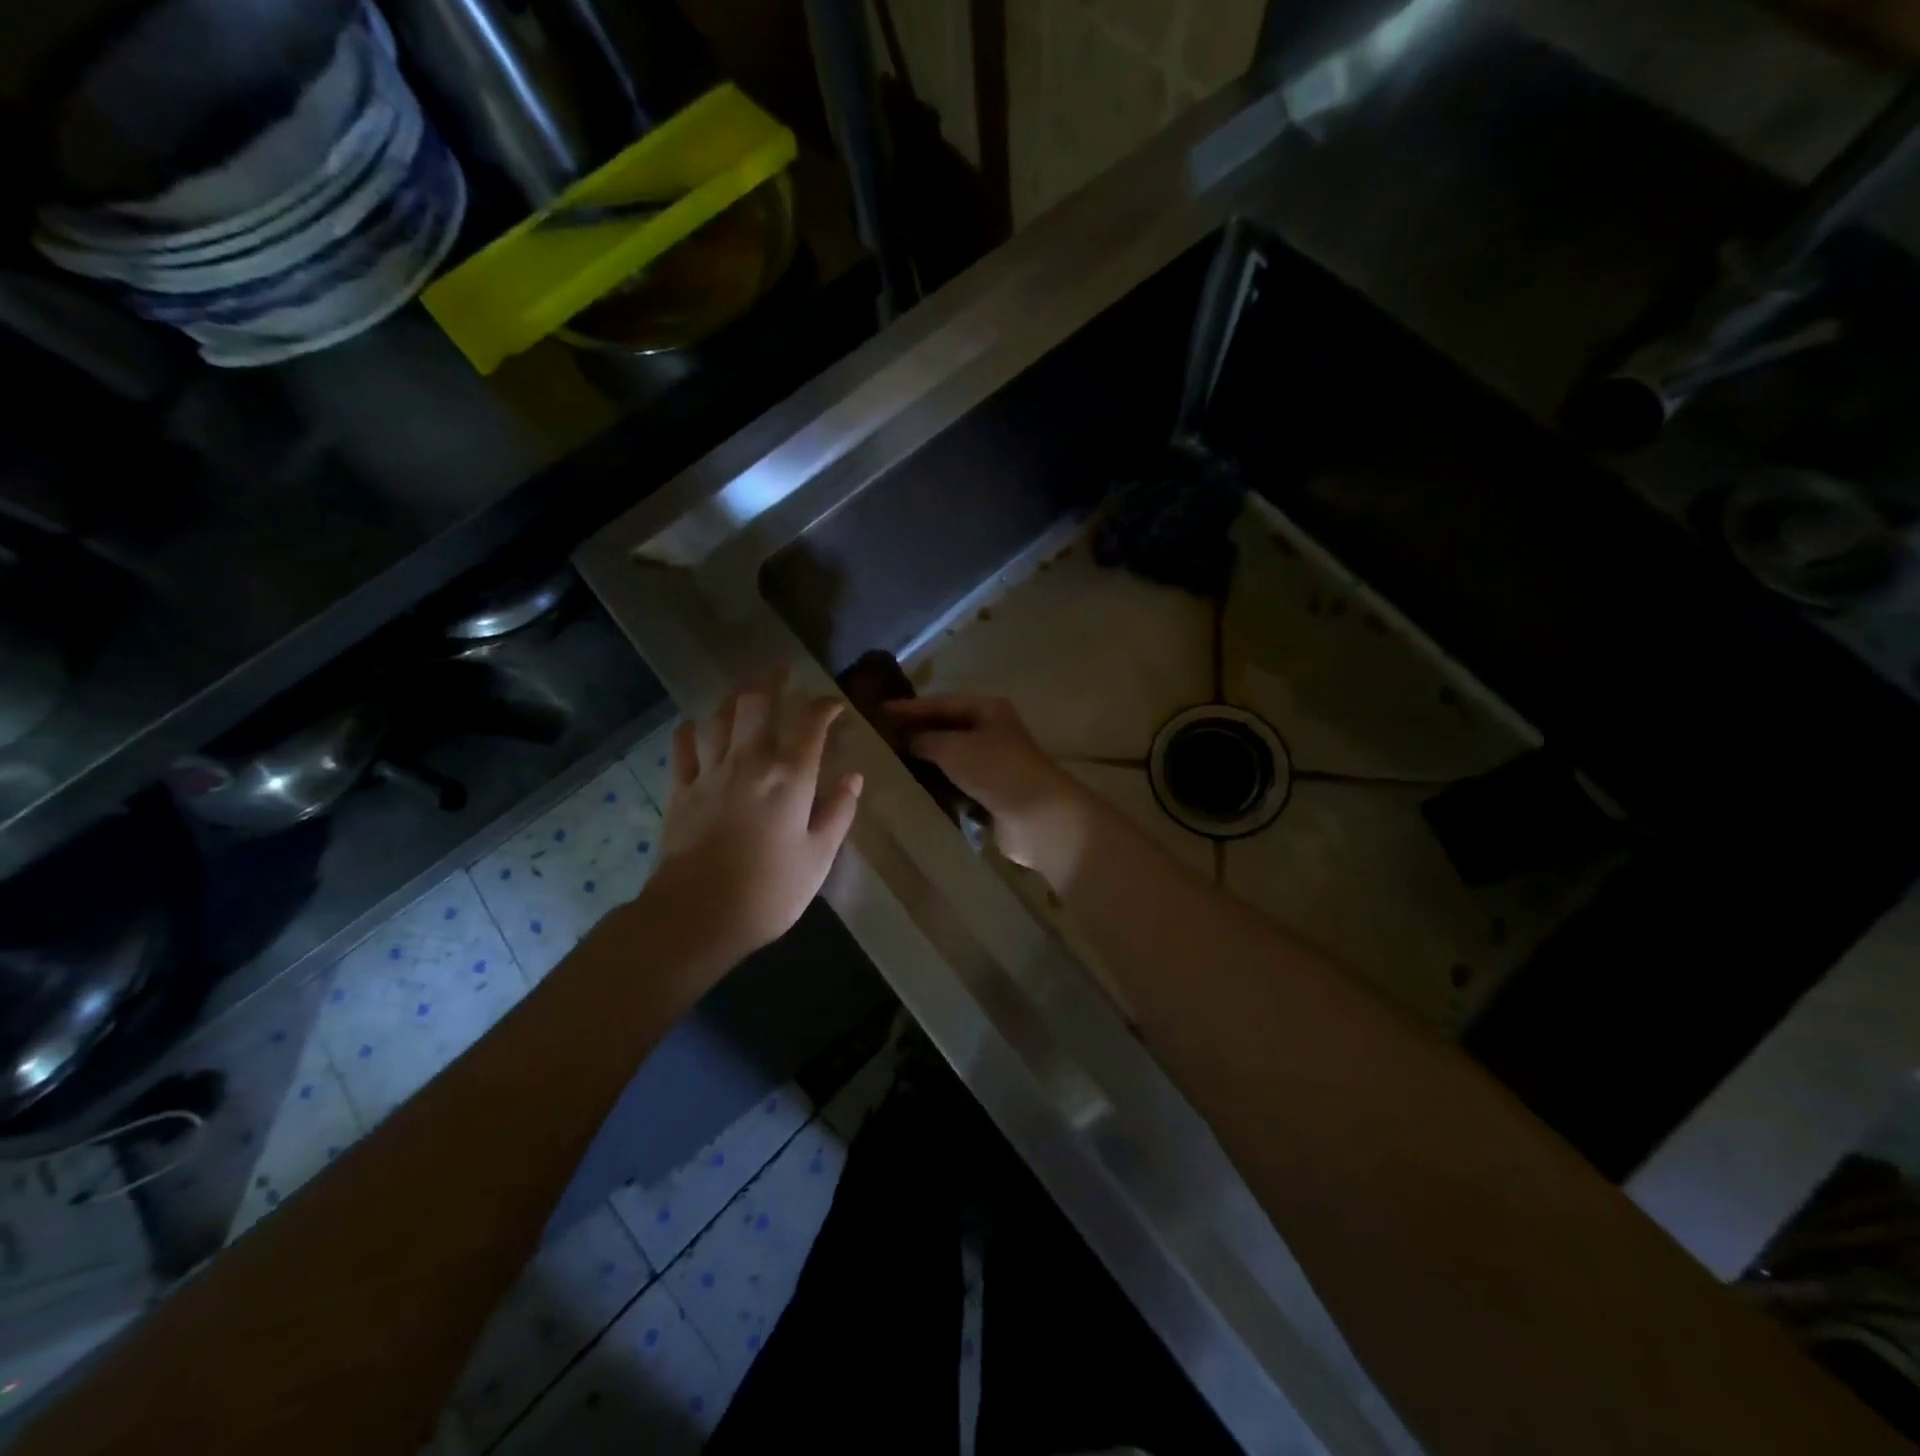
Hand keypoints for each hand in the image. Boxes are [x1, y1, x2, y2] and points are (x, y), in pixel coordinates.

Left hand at [649, 678, 862, 965]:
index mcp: (790, 777)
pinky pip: (683, 749)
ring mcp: (710, 773)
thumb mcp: (818, 857)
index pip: (810, 724)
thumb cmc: (769, 891)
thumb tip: (854, 779)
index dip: (823, 707)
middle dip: (770, 680)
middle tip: (780, 669)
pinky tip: (695, 726)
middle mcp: (749, 762)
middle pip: (756, 704)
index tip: (833, 704)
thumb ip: (838, 813)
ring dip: (733, 698)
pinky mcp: (681, 791)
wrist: (697, 915)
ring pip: (719, 718)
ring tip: (744, 691)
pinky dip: (690, 732)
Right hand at [885, 695, 1096, 889]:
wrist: (1039, 818)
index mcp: (987, 710)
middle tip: (876, 740)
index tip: (875, 713)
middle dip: (914, 735)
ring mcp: (991, 764)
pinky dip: (936, 787)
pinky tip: (909, 791)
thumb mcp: (954, 748)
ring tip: (885, 765)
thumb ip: (925, 739)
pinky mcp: (989, 794)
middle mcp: (990, 732)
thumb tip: (905, 739)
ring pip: (949, 759)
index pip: (940, 703)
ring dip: (923, 763)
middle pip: (945, 729)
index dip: (908, 708)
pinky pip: (955, 785)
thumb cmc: (997, 771)